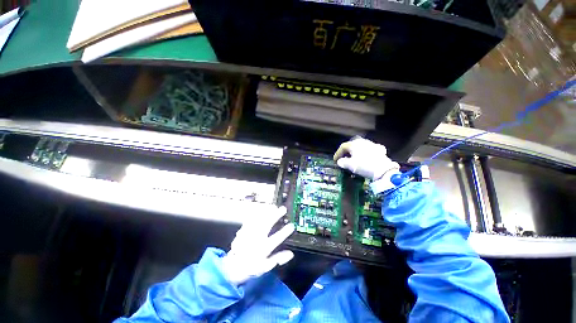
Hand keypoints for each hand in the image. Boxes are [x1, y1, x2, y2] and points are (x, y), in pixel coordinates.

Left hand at [221, 206, 294, 285]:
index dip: (284, 232)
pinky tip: (261, 210)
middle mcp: (256, 240)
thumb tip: (291, 254)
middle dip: (276, 216)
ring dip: (267, 212)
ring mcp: (249, 234)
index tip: (291, 225)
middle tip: (283, 209)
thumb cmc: (251, 267)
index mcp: (263, 249)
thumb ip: (278, 259)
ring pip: (258, 220)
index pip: (276, 239)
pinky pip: (250, 220)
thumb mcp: (265, 267)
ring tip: (274, 207)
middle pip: (267, 225)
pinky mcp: (243, 230)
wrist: (233, 266)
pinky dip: (256, 214)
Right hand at [334, 137, 399, 183]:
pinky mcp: (379, 149)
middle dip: (347, 151)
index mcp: (354, 144)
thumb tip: (340, 161)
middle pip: (351, 145)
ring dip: (356, 151)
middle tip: (344, 158)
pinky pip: (370, 149)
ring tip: (354, 158)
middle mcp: (362, 141)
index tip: (335, 160)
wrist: (383, 169)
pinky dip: (366, 152)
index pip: (343, 147)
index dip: (337, 153)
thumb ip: (343, 162)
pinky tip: (366, 156)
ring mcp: (371, 144)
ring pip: (361, 146)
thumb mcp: (350, 165)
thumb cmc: (364, 165)